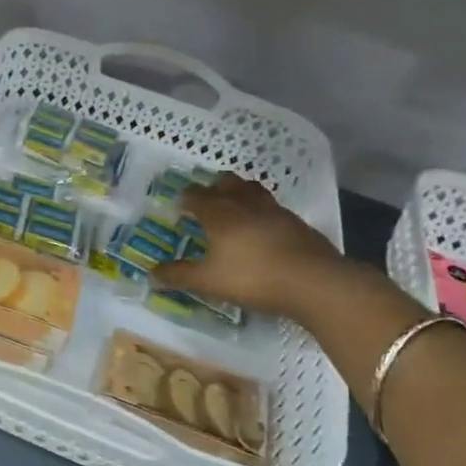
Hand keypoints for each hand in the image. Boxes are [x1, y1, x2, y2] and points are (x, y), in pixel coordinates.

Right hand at [151, 173, 346, 318]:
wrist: (314, 283)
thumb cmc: (253, 277)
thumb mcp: (208, 281)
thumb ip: (179, 276)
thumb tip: (150, 274)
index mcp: (220, 213)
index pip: (196, 195)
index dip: (185, 198)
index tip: (178, 205)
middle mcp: (246, 205)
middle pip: (228, 183)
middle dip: (214, 186)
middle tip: (207, 199)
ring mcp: (276, 212)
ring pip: (254, 191)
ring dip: (241, 193)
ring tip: (236, 206)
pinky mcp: (299, 225)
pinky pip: (275, 209)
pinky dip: (264, 213)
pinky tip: (265, 230)